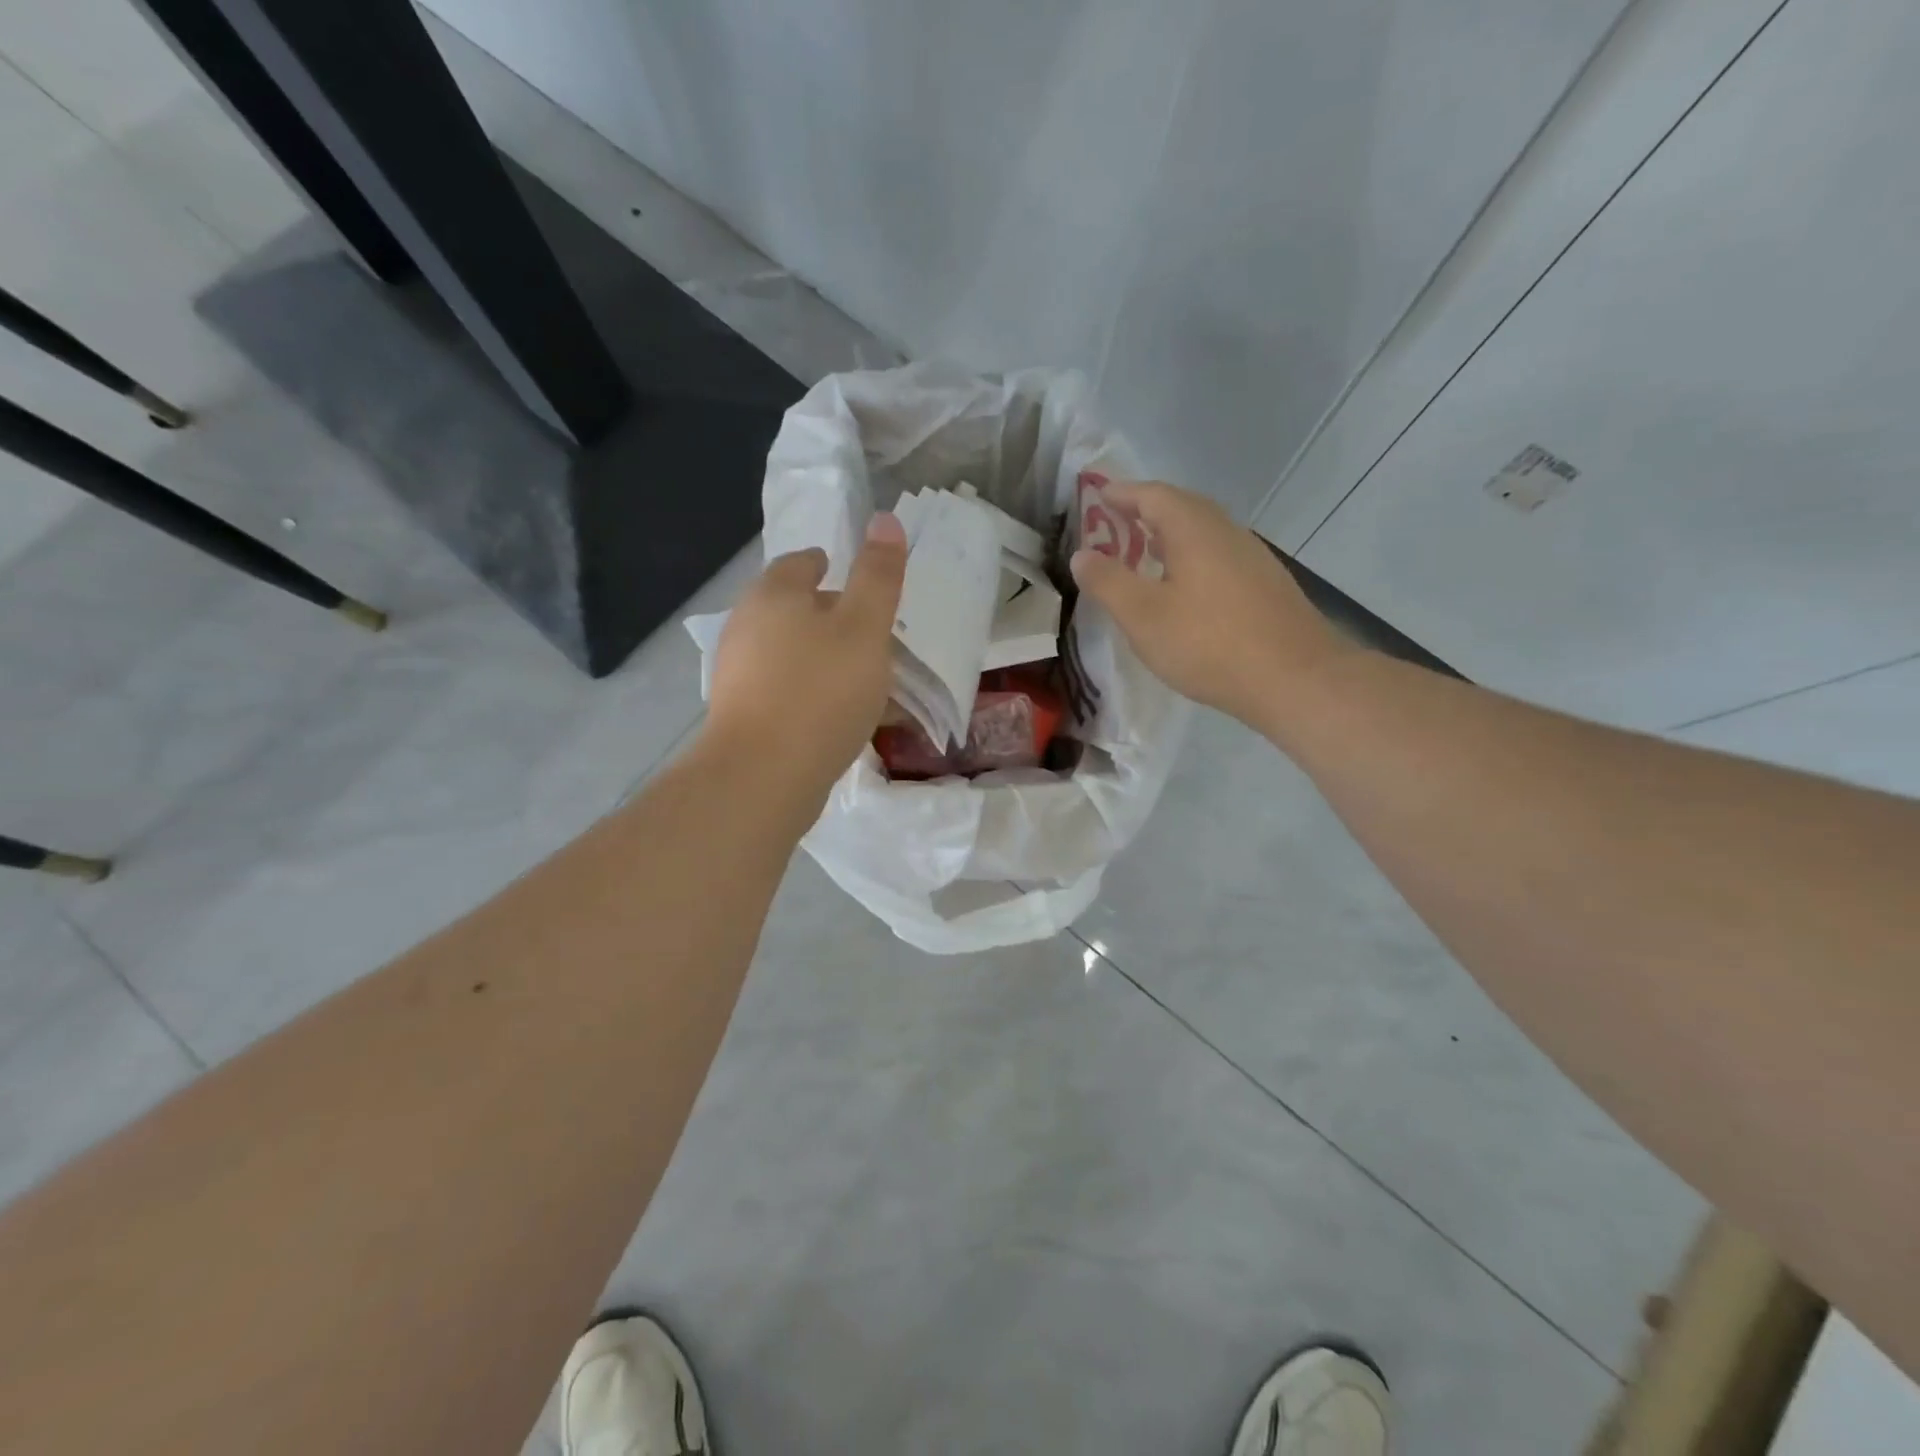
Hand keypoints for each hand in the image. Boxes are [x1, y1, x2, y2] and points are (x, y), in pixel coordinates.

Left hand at [704, 512, 908, 796]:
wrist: (763, 776)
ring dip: (819, 656)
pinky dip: (808, 690)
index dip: (830, 566)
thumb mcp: (864, 628)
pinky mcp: (739, 714)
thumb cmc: (821, 691)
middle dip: (828, 614)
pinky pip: (783, 688)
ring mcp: (737, 672)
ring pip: (787, 651)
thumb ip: (877, 576)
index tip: (857, 585)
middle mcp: (746, 625)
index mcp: (774, 594)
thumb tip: (884, 519)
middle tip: (868, 632)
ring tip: (859, 677)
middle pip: (791, 607)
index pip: (801, 563)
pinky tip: (833, 714)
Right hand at [1069, 479, 1347, 730]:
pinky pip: (1218, 556)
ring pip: (1203, 533)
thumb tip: (1082, 554)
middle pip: (1181, 508)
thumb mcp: (1143, 616)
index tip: (1096, 497)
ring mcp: (1252, 557)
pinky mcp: (1265, 585)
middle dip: (1145, 511)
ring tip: (1142, 555)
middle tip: (1114, 525)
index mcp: (1194, 529)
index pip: (1152, 495)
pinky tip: (1182, 589)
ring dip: (1169, 536)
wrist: (1295, 679)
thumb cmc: (1209, 643)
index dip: (1121, 494)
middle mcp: (1226, 532)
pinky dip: (1190, 559)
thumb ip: (1108, 582)